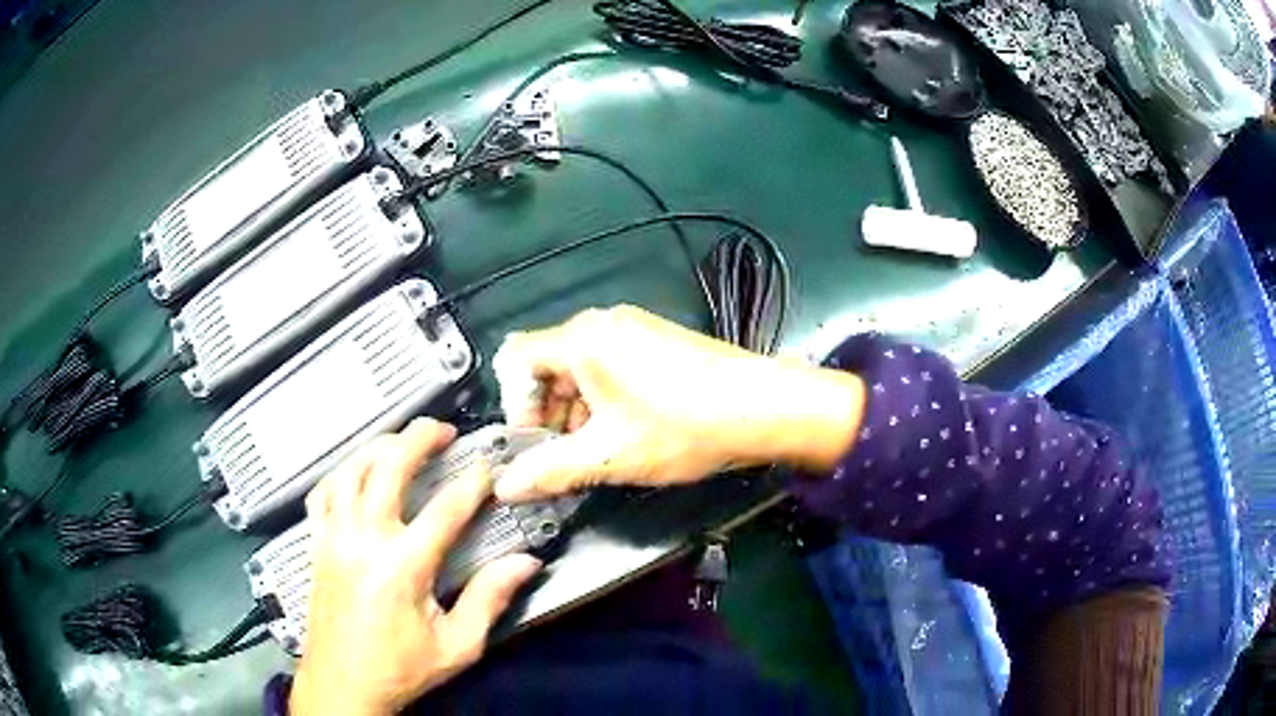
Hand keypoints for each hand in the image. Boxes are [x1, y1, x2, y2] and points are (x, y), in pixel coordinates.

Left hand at [290, 419, 542, 715]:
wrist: (344, 685)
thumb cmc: (400, 669)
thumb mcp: (457, 645)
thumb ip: (490, 599)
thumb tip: (525, 564)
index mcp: (403, 566)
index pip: (445, 509)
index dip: (472, 483)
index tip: (488, 469)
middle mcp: (363, 540)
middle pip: (388, 468)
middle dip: (417, 439)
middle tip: (441, 429)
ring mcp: (334, 538)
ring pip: (350, 470)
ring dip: (377, 447)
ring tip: (400, 441)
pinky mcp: (317, 545)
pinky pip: (321, 494)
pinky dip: (340, 473)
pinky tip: (354, 473)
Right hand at [492, 305, 863, 500]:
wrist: (765, 408)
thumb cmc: (682, 427)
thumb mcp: (609, 456)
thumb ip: (549, 471)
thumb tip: (505, 487)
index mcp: (582, 339)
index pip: (517, 363)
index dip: (517, 407)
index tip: (536, 446)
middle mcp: (603, 323)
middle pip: (549, 366)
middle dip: (550, 415)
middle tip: (567, 457)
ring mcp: (635, 328)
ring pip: (582, 370)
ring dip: (578, 413)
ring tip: (600, 452)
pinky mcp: (658, 341)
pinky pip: (611, 367)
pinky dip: (605, 401)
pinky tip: (628, 432)